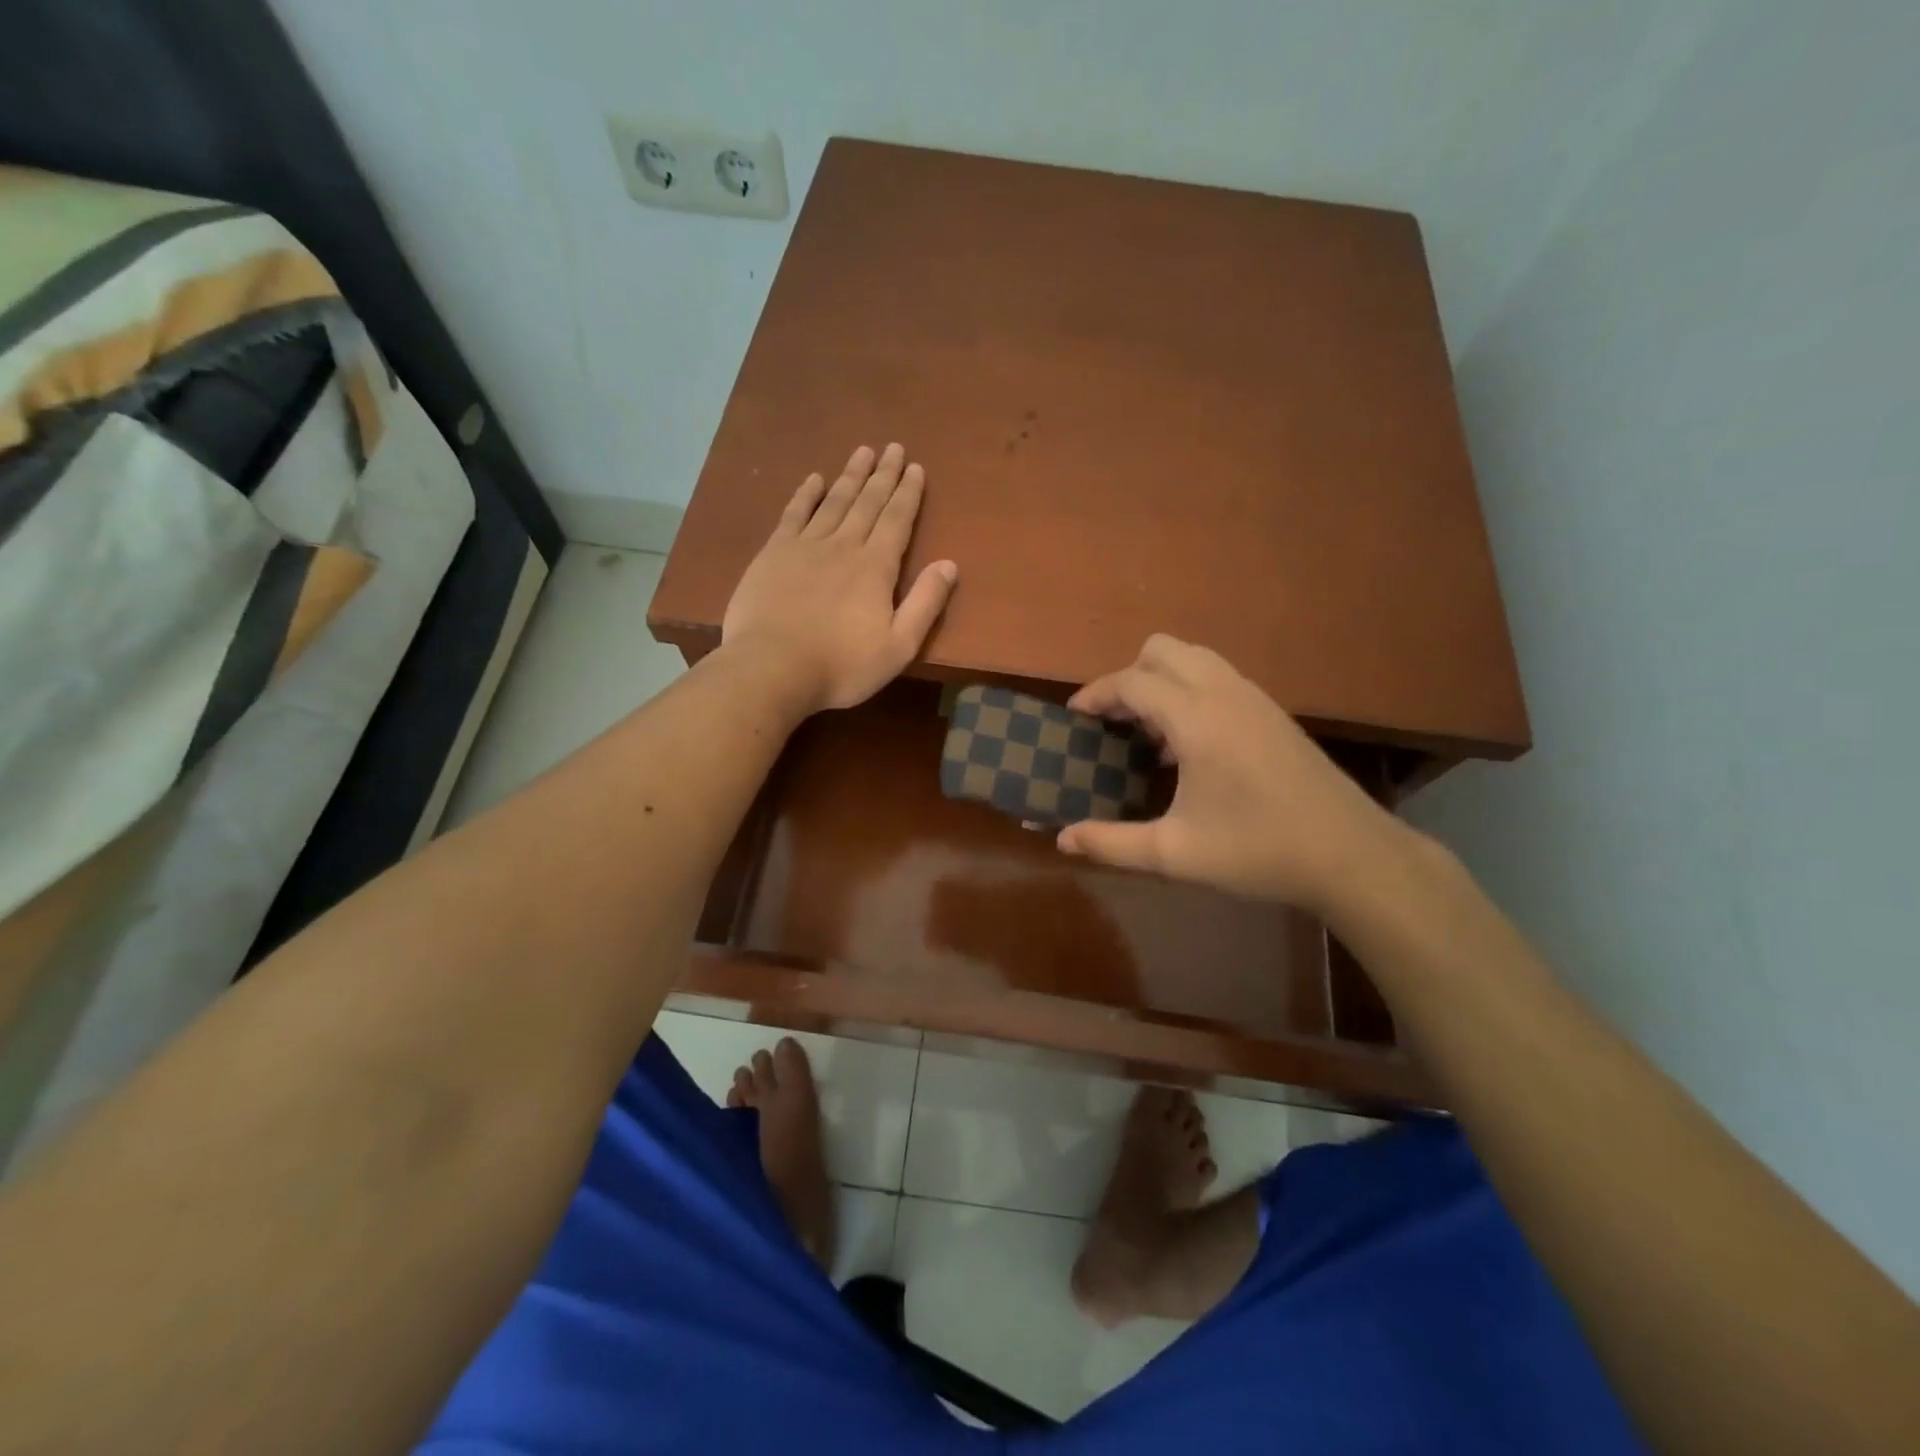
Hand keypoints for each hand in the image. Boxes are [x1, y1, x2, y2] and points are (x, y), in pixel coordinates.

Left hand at [722, 443, 957, 711]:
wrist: (772, 668)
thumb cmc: (842, 665)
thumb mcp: (899, 646)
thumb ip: (926, 604)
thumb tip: (949, 565)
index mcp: (876, 568)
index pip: (897, 520)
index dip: (908, 493)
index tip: (915, 468)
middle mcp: (843, 546)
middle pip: (868, 502)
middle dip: (883, 474)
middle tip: (893, 447)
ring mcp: (805, 546)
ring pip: (834, 501)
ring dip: (851, 476)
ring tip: (863, 451)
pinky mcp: (773, 554)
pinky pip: (794, 514)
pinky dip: (806, 494)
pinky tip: (814, 479)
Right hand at [1056, 635, 1404, 912]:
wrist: (1350, 855)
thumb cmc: (1258, 851)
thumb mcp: (1174, 853)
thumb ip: (1112, 843)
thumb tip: (1063, 839)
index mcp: (1197, 719)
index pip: (1132, 681)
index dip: (1096, 694)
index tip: (1074, 718)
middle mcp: (1224, 692)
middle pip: (1162, 649)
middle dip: (1128, 676)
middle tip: (1113, 722)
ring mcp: (1254, 697)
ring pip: (1194, 657)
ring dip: (1161, 681)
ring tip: (1149, 732)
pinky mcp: (1273, 711)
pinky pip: (1218, 677)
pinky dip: (1190, 690)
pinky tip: (1190, 745)